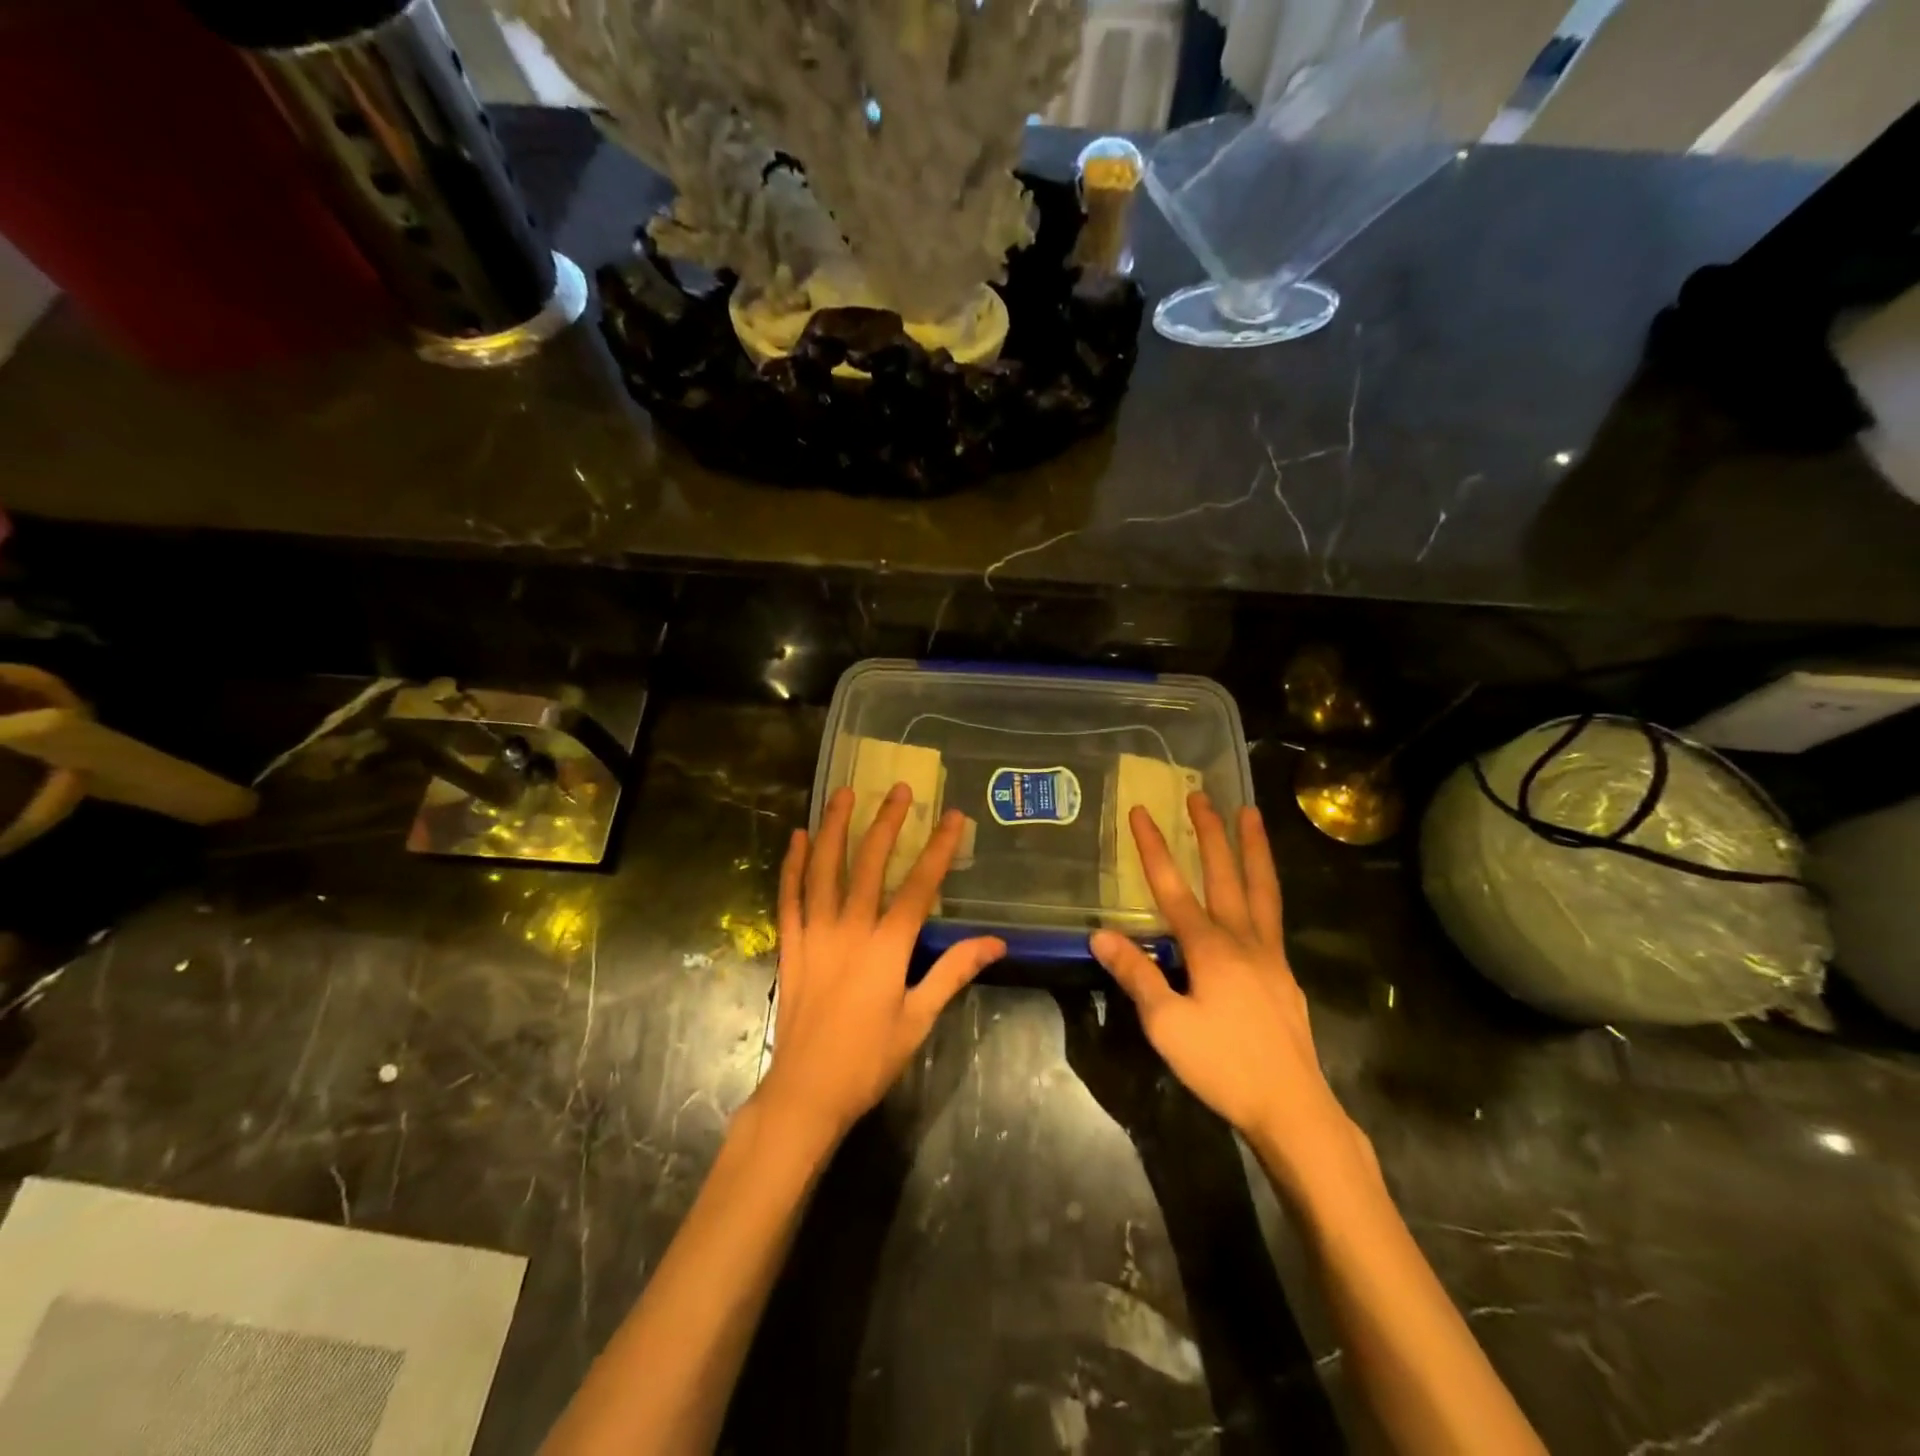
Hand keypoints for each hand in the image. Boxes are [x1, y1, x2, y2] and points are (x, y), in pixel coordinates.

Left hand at [757, 783, 1005, 1145]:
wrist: (806, 1092)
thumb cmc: (869, 1059)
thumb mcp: (920, 1019)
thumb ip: (953, 972)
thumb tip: (995, 942)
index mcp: (886, 947)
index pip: (918, 886)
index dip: (938, 848)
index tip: (952, 815)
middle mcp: (849, 929)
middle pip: (869, 864)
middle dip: (885, 823)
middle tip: (898, 788)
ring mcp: (814, 933)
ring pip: (823, 869)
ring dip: (833, 828)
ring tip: (843, 794)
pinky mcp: (789, 945)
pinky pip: (789, 896)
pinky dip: (792, 864)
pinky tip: (797, 838)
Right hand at [1089, 793, 1364, 1186]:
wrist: (1292, 1108)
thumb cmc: (1223, 1066)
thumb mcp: (1166, 1025)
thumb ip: (1137, 975)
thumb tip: (1100, 934)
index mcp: (1209, 948)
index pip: (1173, 887)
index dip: (1154, 848)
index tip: (1141, 810)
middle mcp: (1242, 940)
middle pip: (1225, 874)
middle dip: (1210, 832)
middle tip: (1201, 794)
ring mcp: (1269, 955)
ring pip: (1261, 888)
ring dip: (1253, 848)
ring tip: (1251, 815)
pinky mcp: (1283, 974)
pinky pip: (1272, 915)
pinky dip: (1265, 887)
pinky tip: (1261, 892)